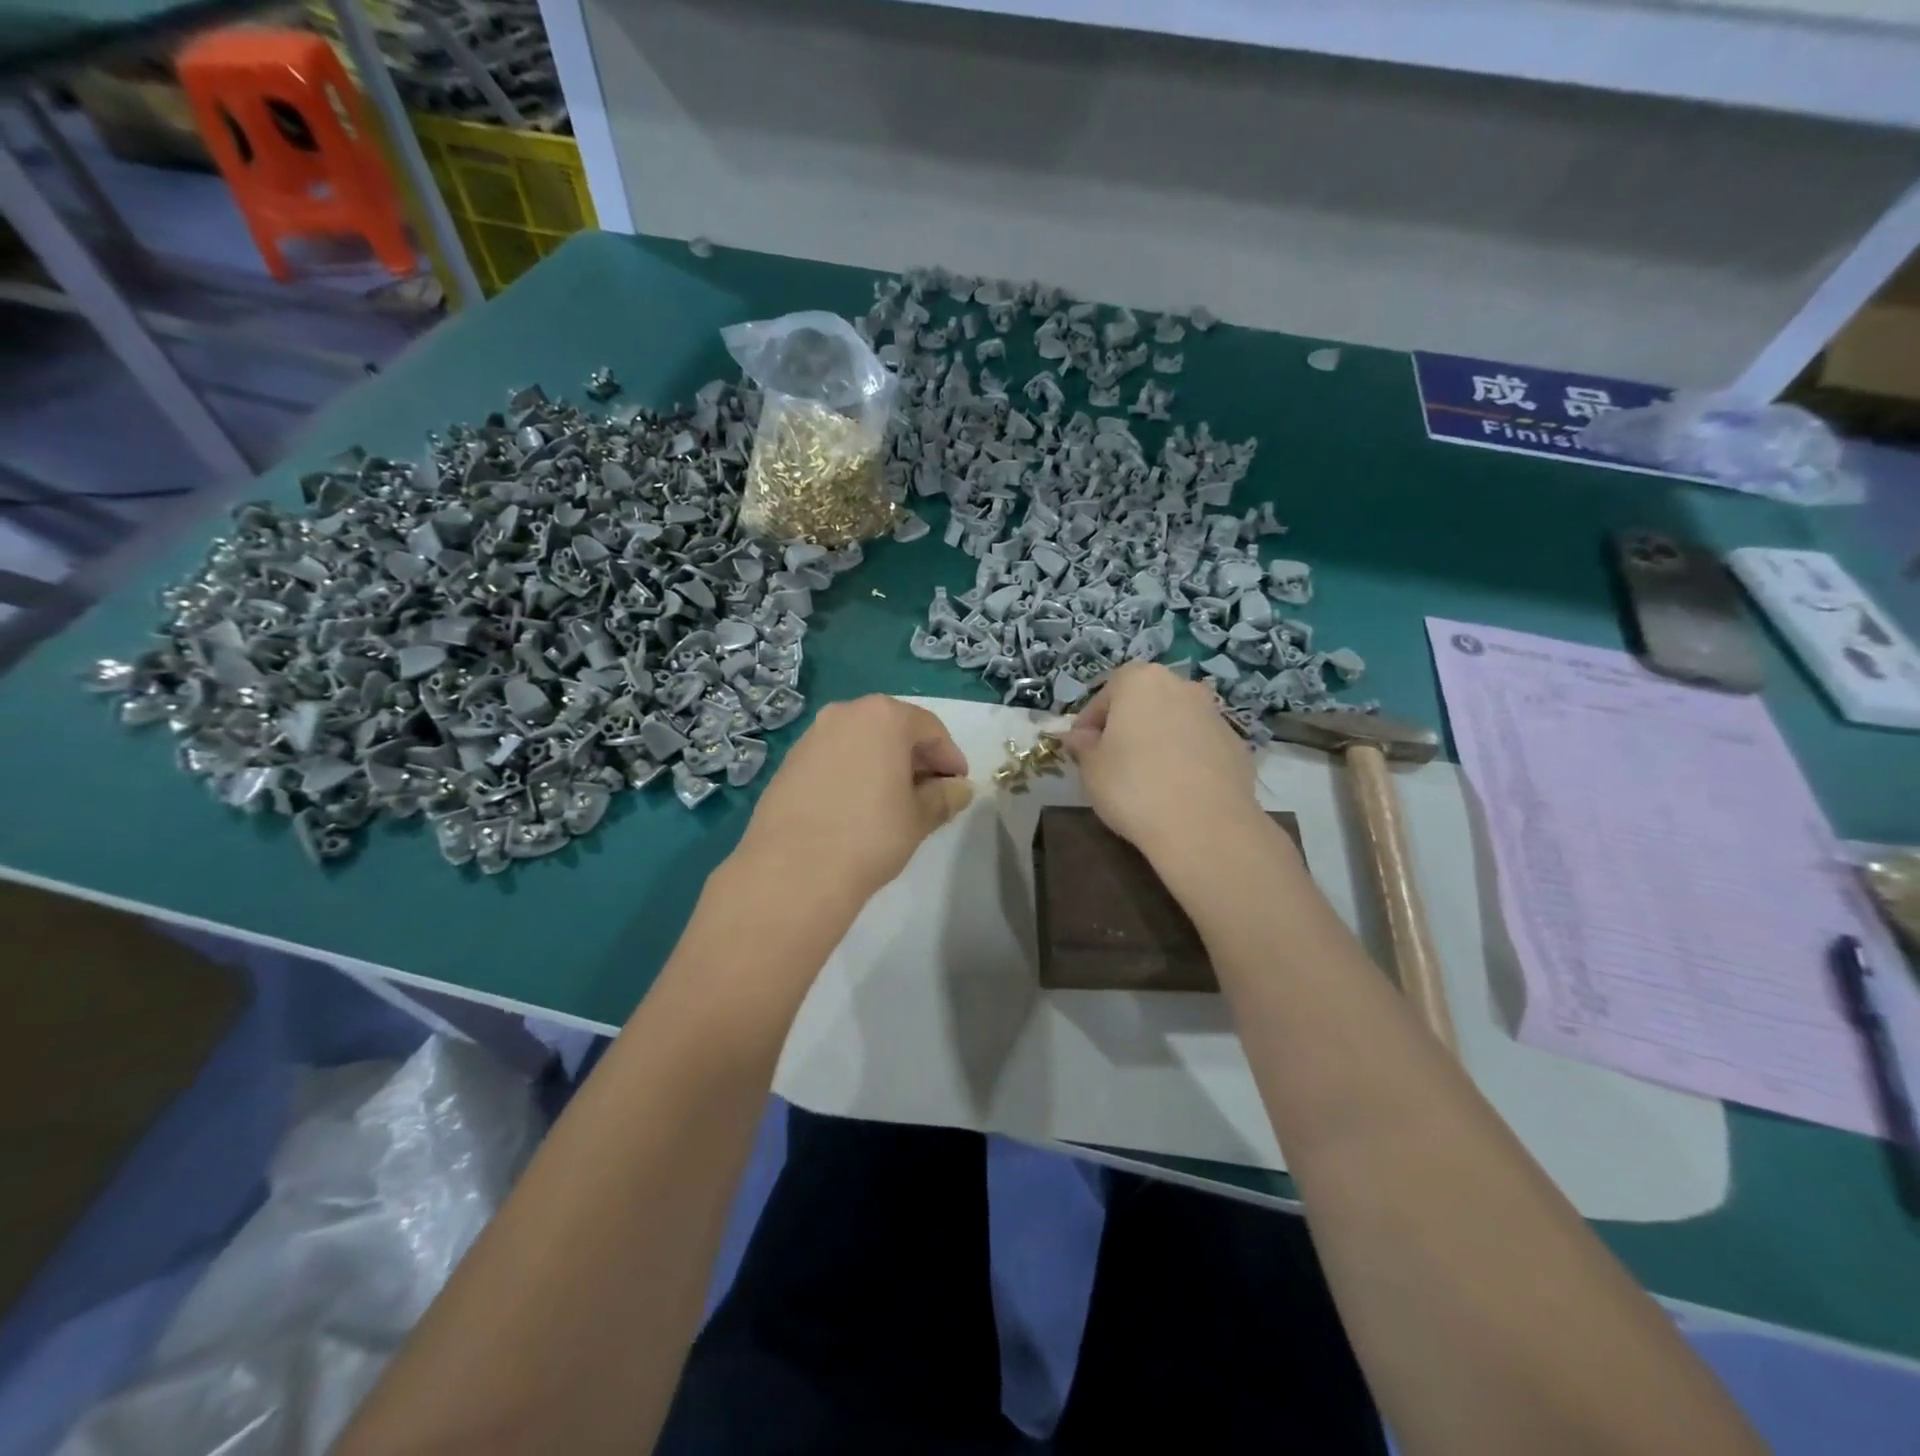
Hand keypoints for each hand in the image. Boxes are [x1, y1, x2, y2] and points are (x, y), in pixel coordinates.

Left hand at [734, 695, 972, 906]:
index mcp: (883, 716)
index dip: (949, 757)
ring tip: (894, 801)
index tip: (958, 785)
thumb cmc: (870, 835)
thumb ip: (944, 797)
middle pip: (892, 728)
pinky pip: (833, 758)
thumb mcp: (919, 817)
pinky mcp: (788, 762)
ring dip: (882, 764)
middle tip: (930, 792)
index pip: (930, 728)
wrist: (793, 870)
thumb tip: (960, 789)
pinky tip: (857, 807)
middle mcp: (845, 714)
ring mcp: (811, 736)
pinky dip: (853, 772)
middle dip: (915, 757)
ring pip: (860, 742)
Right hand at [1065, 662, 1262, 860]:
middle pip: (1143, 703)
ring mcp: (1214, 714)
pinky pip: (1199, 746)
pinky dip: (1186, 759)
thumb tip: (1078, 737)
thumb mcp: (1091, 767)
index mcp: (1141, 681)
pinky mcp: (1237, 745)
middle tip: (1112, 761)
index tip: (1081, 750)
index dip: (1088, 724)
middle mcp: (1181, 686)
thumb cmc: (1133, 787)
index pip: (1103, 696)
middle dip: (1127, 726)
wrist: (1205, 826)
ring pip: (1174, 722)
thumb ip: (1082, 745)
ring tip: (1147, 778)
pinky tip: (1177, 790)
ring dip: (1159, 741)